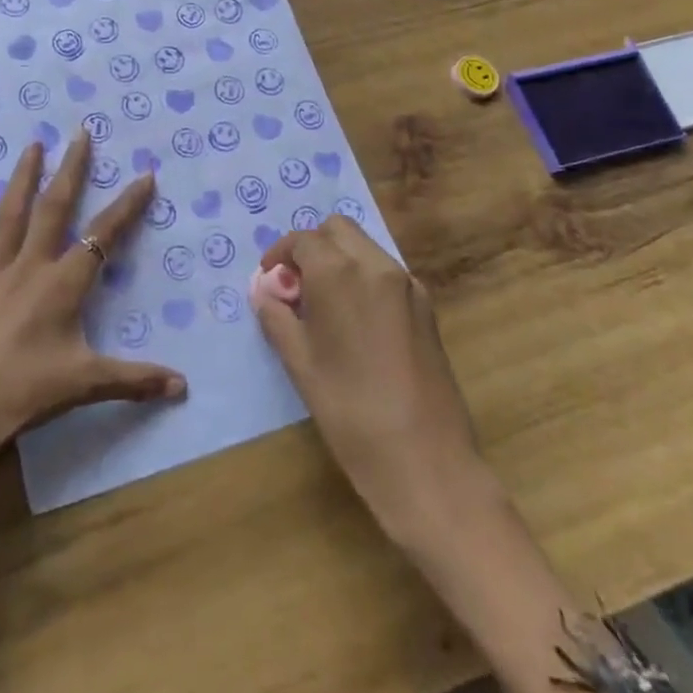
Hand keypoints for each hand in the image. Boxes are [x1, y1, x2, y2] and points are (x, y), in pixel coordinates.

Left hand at [0, 132, 184, 537]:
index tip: (145, 176)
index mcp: (62, 286)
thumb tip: (183, 386)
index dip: (127, 205)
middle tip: (80, 133)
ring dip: (25, 175)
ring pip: (11, 212)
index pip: (103, 236)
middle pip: (54, 208)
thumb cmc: (21, 395)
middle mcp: (29, 267)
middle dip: (71, 169)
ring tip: (34, 143)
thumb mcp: (83, 385)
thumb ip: (134, 380)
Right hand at [252, 215, 485, 552]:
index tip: (269, 281)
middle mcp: (376, 266)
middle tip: (296, 287)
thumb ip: (277, 317)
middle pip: (338, 230)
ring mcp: (408, 286)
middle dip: (312, 247)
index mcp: (340, 272)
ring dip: (339, 260)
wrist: (427, 463)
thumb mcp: (300, 364)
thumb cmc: (350, 411)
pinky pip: (386, 273)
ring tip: (323, 306)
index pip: (303, 240)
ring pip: (365, 247)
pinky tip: (355, 323)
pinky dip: (364, 278)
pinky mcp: (427, 309)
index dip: (280, 255)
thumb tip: (265, 292)